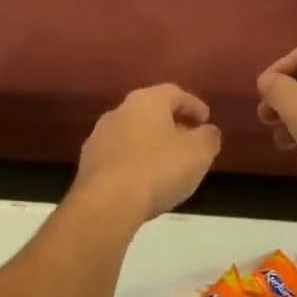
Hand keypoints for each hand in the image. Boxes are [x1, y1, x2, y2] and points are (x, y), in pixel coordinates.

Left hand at [74, 84, 221, 222]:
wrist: (107, 202)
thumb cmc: (159, 169)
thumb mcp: (198, 152)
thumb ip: (208, 137)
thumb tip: (207, 131)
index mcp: (146, 101)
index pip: (174, 93)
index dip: (193, 105)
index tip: (206, 120)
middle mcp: (118, 112)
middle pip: (151, 112)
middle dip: (172, 125)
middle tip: (189, 142)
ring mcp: (99, 138)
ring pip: (133, 135)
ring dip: (151, 145)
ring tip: (167, 165)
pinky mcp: (88, 164)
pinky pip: (119, 157)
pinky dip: (135, 163)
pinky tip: (144, 181)